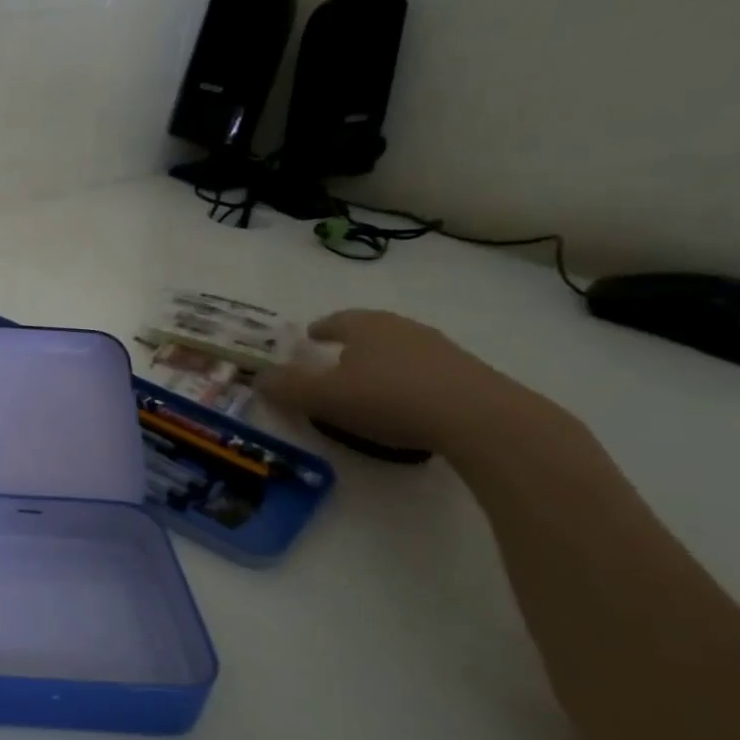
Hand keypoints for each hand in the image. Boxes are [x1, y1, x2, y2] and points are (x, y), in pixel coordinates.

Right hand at [256, 309, 546, 456]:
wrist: (481, 419)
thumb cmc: (389, 399)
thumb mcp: (323, 397)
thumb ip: (287, 387)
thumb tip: (259, 377)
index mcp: (366, 326)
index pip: (336, 320)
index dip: (320, 329)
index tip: (310, 336)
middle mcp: (403, 328)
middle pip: (371, 330)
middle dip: (352, 343)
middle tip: (335, 359)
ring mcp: (440, 349)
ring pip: (400, 350)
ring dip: (383, 363)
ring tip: (369, 385)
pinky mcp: (468, 374)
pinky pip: (425, 372)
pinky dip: (408, 381)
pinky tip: (405, 403)